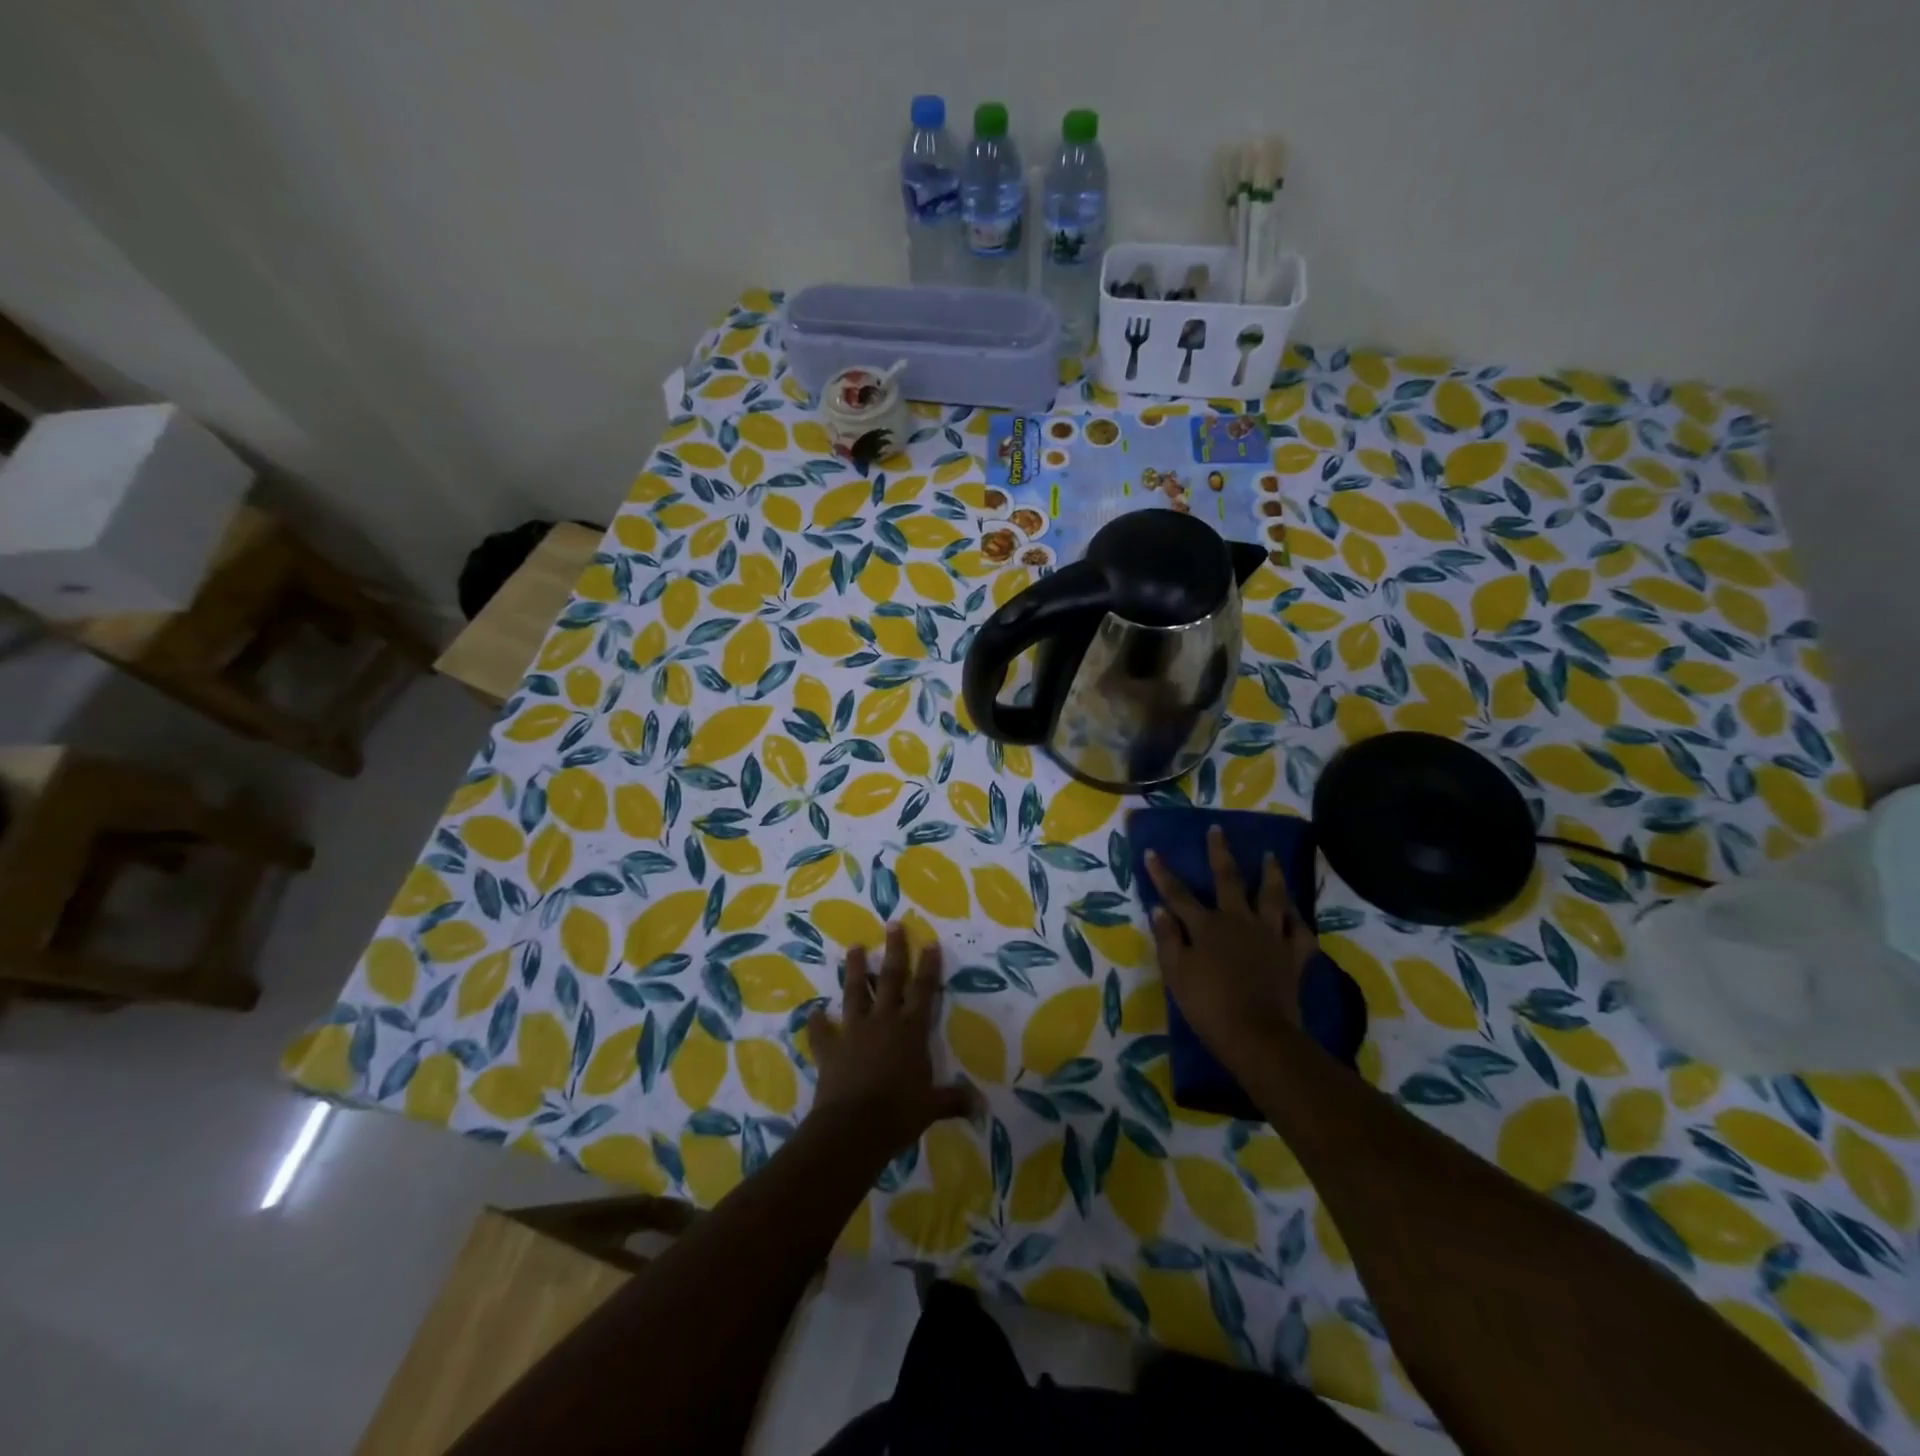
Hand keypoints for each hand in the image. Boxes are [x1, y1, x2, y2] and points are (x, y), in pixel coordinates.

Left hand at [806, 923, 972, 1157]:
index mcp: (911, 1029)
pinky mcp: (830, 1049)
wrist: (852, 1128)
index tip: (930, 942)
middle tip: (892, 924)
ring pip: (854, 992)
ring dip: (854, 969)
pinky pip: (821, 1032)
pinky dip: (817, 1022)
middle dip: (893, 950)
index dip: (928, 966)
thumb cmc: (899, 1113)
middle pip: (889, 978)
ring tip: (853, 947)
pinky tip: (813, 1012)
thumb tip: (981, 1107)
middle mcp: (883, 1021)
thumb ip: (954, 1100)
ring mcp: (853, 1032)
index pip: (924, 990)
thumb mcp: (932, 1107)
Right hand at [1146, 825, 1316, 1065]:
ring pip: (1272, 898)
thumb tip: (1160, 909)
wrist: (1257, 1036)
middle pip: (1228, 880)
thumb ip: (1168, 938)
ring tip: (1270, 856)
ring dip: (1270, 874)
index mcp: (1207, 926)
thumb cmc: (1209, 1006)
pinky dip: (1299, 920)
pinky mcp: (1292, 956)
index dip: (1163, 873)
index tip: (1152, 852)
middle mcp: (1239, 921)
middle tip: (1218, 830)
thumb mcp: (1177, 973)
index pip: (1178, 894)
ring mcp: (1270, 936)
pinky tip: (1295, 912)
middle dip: (1220, 853)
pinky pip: (1300, 932)